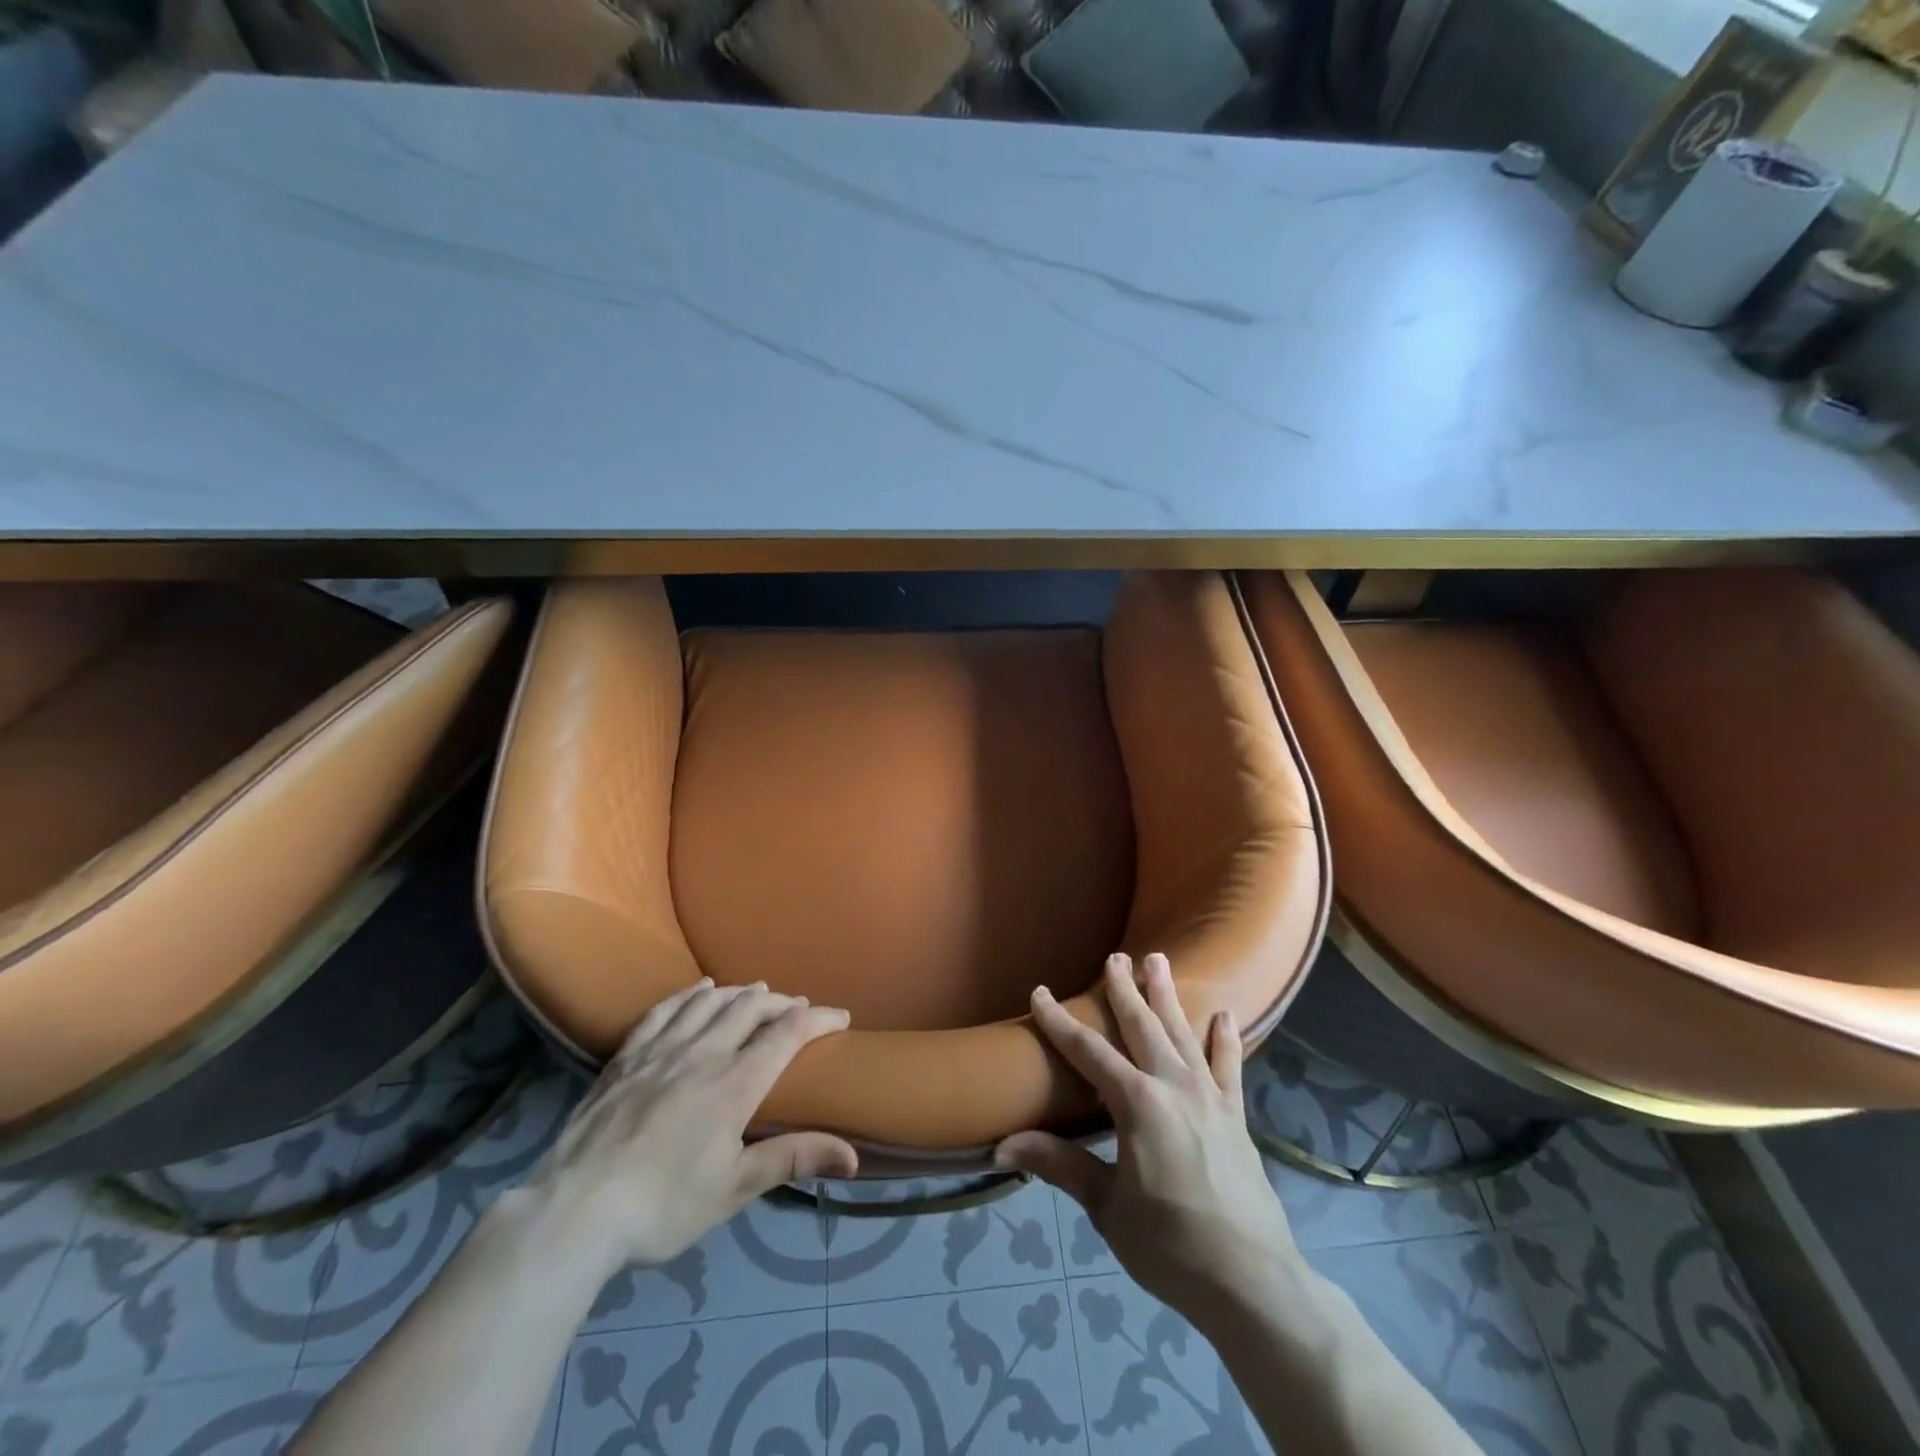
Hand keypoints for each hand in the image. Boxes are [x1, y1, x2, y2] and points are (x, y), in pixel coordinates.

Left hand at [521, 979, 856, 1274]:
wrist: (575, 1209)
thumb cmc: (663, 1205)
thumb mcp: (734, 1189)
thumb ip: (793, 1159)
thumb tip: (853, 1156)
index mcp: (735, 1083)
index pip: (787, 1034)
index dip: (818, 1019)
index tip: (840, 1016)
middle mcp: (704, 1053)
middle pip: (751, 1007)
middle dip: (781, 1001)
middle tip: (798, 1006)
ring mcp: (662, 1049)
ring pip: (710, 1001)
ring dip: (740, 992)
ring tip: (757, 992)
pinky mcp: (628, 1055)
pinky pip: (665, 1009)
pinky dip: (690, 994)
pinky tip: (699, 989)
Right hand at [995, 953, 1295, 1311]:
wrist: (1252, 1282)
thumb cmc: (1169, 1245)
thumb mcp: (1107, 1208)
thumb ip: (1060, 1165)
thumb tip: (1002, 1145)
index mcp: (1137, 1103)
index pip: (1088, 1052)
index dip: (1060, 1021)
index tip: (1040, 992)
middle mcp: (1173, 1086)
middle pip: (1142, 1026)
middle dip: (1124, 990)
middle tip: (1116, 956)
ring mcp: (1209, 1098)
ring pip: (1183, 1034)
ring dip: (1168, 996)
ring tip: (1159, 960)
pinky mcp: (1235, 1117)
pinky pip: (1229, 1067)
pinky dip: (1224, 1040)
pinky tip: (1224, 1015)